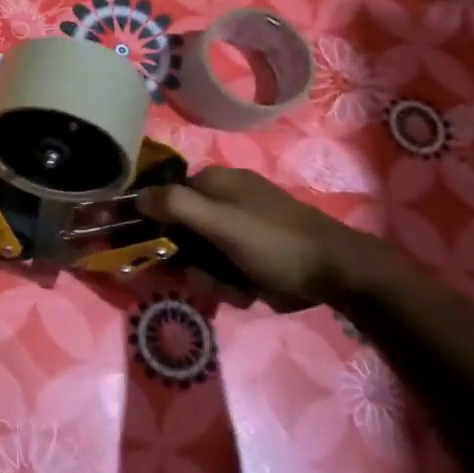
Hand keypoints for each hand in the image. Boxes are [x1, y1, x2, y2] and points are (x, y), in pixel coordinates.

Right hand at [137, 167, 368, 307]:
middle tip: (203, 276)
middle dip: (189, 260)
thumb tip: (135, 196)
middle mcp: (224, 200)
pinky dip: (230, 283)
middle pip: (181, 231)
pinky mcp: (253, 253)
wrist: (338, 274)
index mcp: (215, 181)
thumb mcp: (221, 222)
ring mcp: (240, 227)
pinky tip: (247, 291)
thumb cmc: (275, 242)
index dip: (157, 224)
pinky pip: (224, 268)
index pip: (166, 197)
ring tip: (233, 287)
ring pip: (201, 255)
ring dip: (211, 277)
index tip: (157, 251)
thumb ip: (176, 205)